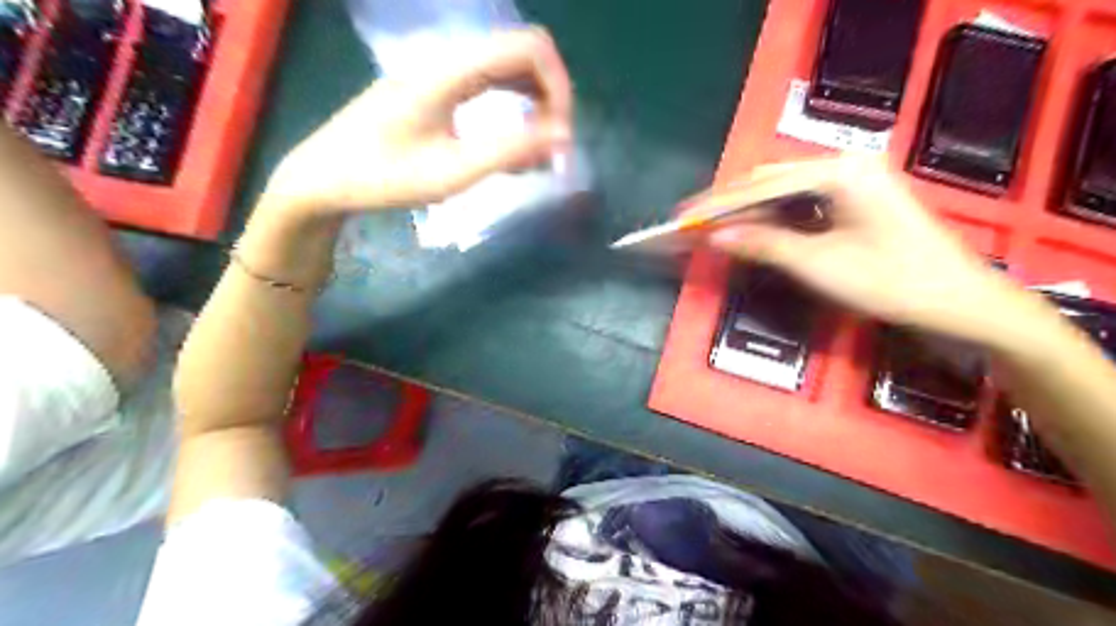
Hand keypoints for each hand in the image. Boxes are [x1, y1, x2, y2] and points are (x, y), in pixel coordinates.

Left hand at [263, 26, 569, 218]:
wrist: (324, 178)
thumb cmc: (383, 178)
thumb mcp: (451, 172)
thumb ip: (509, 151)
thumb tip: (563, 136)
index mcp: (451, 70)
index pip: (529, 48)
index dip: (559, 87)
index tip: (562, 137)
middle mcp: (449, 59)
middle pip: (523, 54)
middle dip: (551, 98)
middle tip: (554, 149)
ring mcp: (441, 72)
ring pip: (508, 70)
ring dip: (534, 105)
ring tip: (539, 154)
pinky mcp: (437, 89)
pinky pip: (489, 86)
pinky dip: (513, 110)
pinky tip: (513, 147)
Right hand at [696, 155, 1032, 342]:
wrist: (956, 300)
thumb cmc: (890, 281)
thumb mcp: (819, 265)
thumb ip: (764, 244)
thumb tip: (716, 236)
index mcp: (839, 172)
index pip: (762, 185)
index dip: (718, 204)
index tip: (683, 217)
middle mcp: (844, 163)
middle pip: (770, 179)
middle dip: (729, 203)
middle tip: (693, 224)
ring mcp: (851, 178)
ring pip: (782, 189)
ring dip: (747, 209)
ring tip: (712, 227)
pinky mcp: (854, 196)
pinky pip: (799, 200)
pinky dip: (771, 215)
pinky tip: (750, 228)